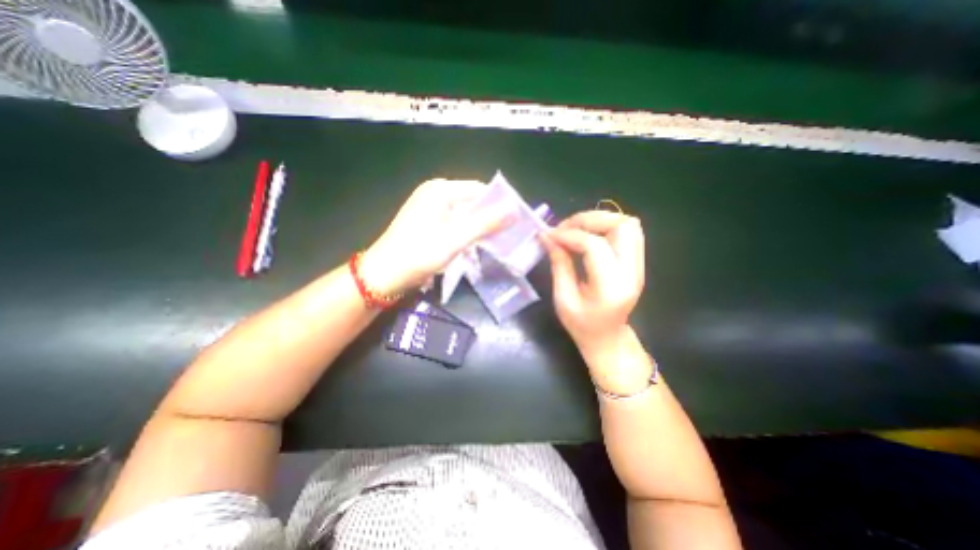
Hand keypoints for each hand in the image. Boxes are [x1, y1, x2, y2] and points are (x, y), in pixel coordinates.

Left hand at [361, 178, 513, 293]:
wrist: (384, 275)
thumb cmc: (418, 254)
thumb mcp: (455, 239)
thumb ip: (485, 223)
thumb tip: (514, 209)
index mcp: (441, 190)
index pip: (480, 190)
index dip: (499, 204)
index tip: (516, 221)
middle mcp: (435, 193)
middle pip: (472, 201)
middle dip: (490, 218)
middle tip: (509, 235)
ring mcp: (430, 208)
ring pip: (464, 214)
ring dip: (479, 228)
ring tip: (496, 243)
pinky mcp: (428, 222)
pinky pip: (455, 223)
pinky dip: (466, 233)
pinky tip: (475, 246)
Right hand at [538, 210, 649, 359]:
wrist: (607, 338)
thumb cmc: (581, 325)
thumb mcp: (563, 299)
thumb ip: (559, 264)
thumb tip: (548, 237)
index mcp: (611, 287)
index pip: (595, 246)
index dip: (570, 235)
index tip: (550, 235)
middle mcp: (632, 272)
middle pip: (621, 226)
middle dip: (588, 220)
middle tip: (564, 227)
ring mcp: (639, 265)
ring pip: (628, 224)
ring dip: (600, 220)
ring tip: (576, 228)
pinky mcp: (637, 262)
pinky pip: (629, 232)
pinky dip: (607, 225)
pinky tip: (589, 234)